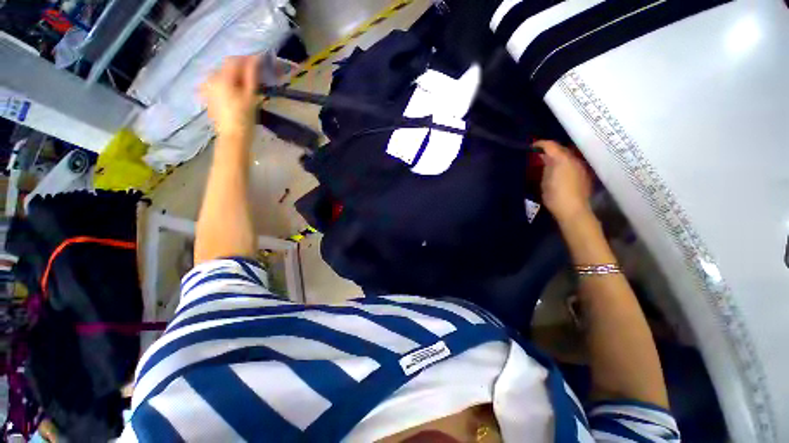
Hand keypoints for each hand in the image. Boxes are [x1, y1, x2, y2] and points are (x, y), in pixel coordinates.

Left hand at [201, 55, 259, 139]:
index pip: (234, 60)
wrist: (232, 136)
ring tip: (245, 83)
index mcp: (222, 78)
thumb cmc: (245, 118)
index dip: (246, 59)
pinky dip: (228, 82)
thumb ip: (251, 75)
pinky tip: (235, 90)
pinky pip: (217, 82)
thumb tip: (255, 59)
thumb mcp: (251, 96)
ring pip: (222, 74)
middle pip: (227, 66)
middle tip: (254, 74)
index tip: (258, 61)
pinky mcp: (207, 94)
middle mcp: (211, 78)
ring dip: (234, 75)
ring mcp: (207, 86)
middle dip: (240, 67)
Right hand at [535, 140, 592, 221]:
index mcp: (562, 159)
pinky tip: (557, 171)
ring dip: (557, 157)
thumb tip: (543, 157)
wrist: (573, 210)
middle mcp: (574, 159)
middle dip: (549, 150)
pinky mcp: (584, 175)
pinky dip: (563, 164)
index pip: (550, 145)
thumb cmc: (554, 195)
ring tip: (547, 162)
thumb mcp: (544, 180)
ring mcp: (581, 167)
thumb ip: (545, 166)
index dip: (540, 144)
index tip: (531, 147)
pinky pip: (571, 164)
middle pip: (561, 149)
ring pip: (567, 156)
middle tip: (538, 155)